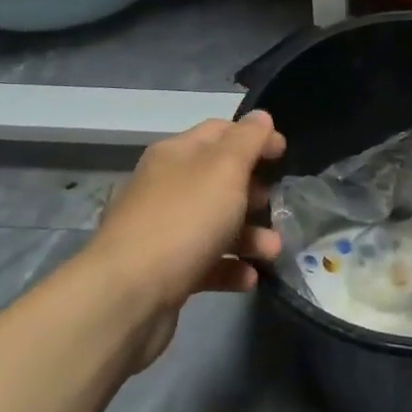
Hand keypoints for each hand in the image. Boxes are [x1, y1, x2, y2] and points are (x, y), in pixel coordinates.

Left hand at [81, 111, 284, 368]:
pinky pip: (206, 262)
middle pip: (218, 180)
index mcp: (176, 154)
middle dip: (253, 191)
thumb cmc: (183, 221)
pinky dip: (230, 267)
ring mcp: (163, 230)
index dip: (254, 137)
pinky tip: (249, 278)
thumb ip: (247, 141)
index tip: (285, 154)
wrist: (127, 295)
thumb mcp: (224, 171)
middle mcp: (166, 187)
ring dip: (249, 235)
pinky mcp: (165, 271)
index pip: (220, 132)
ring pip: (215, 224)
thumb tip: (261, 116)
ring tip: (273, 250)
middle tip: (277, 204)